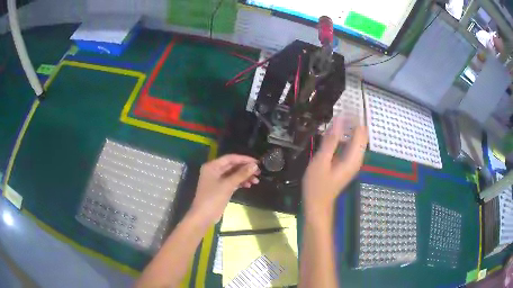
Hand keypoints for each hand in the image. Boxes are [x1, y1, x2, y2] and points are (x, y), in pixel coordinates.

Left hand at [190, 154, 259, 223]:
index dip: (244, 159)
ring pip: (233, 174)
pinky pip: (232, 182)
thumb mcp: (228, 185)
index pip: (230, 158)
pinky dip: (240, 182)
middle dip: (245, 169)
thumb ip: (241, 174)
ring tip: (256, 181)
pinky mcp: (220, 188)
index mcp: (212, 166)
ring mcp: (217, 180)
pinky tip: (249, 185)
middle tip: (259, 172)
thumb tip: (254, 165)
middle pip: (232, 166)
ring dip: (244, 176)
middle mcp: (214, 170)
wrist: (204, 216)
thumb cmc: (213, 198)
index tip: (257, 162)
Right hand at [302, 118, 367, 218]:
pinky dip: (345, 137)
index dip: (354, 118)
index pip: (360, 132)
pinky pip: (351, 146)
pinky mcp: (348, 164)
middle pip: (361, 134)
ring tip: (335, 120)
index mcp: (353, 158)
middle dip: (352, 121)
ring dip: (348, 128)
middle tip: (338, 112)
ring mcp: (353, 162)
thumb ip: (331, 140)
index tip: (343, 107)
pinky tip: (334, 135)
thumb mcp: (321, 161)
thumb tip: (338, 119)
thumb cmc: (317, 185)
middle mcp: (357, 159)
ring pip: (356, 140)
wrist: (318, 205)